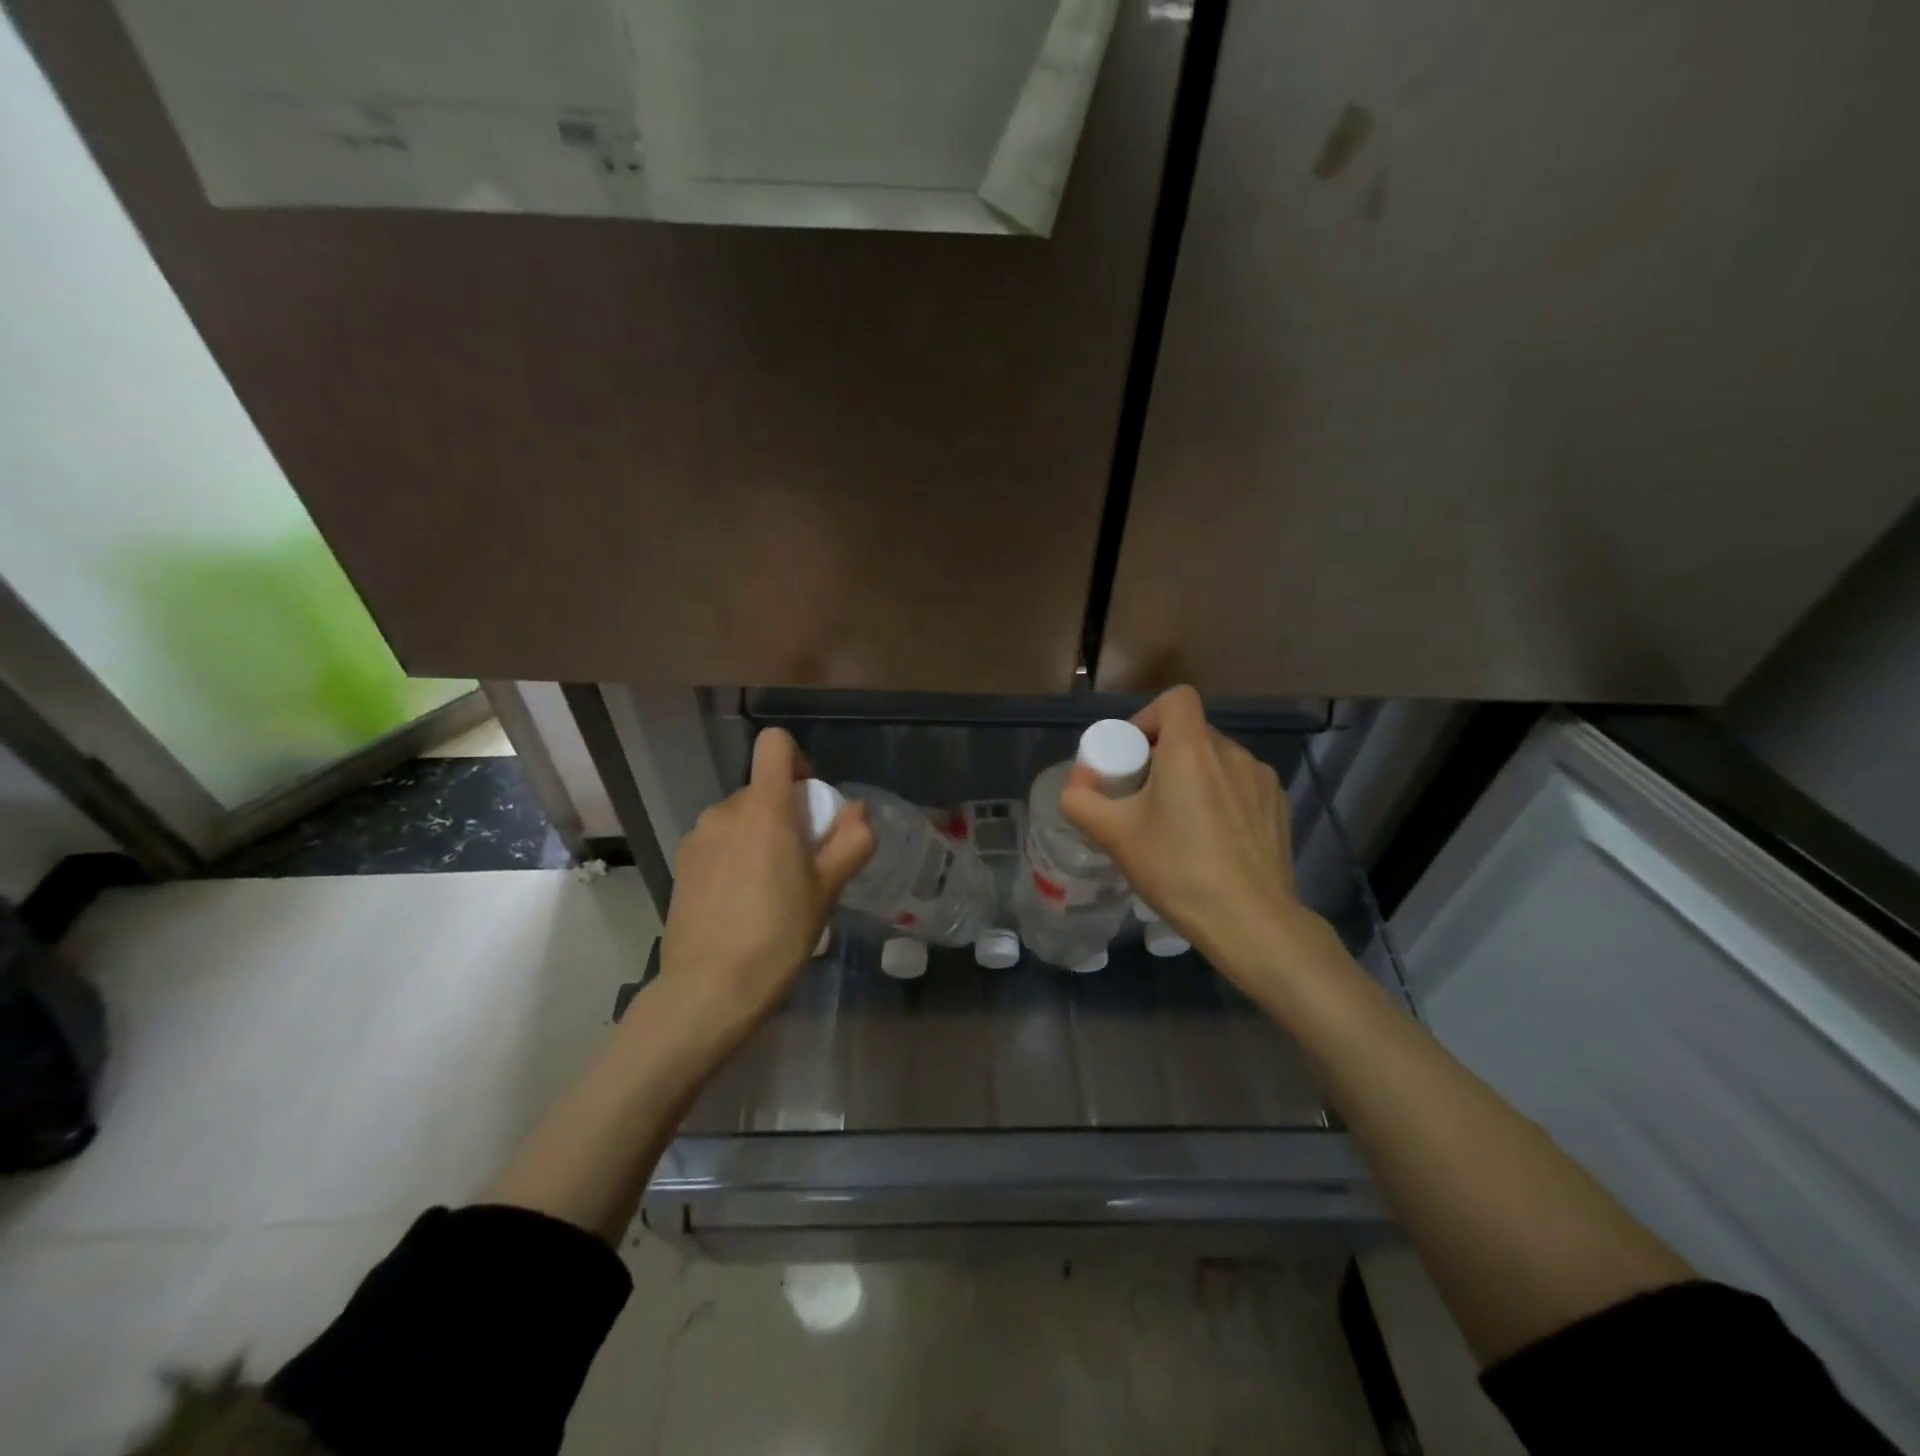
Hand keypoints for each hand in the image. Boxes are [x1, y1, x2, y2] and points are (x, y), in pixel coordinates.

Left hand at [655, 727, 873, 1047]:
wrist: (709, 989)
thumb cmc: (779, 933)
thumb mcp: (828, 890)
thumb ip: (851, 841)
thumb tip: (857, 811)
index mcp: (765, 808)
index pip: (775, 744)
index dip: (798, 761)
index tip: (811, 802)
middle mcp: (725, 811)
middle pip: (762, 789)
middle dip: (785, 813)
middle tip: (802, 864)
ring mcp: (698, 837)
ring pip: (739, 819)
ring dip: (758, 837)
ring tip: (770, 889)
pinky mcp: (681, 865)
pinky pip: (718, 843)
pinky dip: (735, 857)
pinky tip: (740, 903)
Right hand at [1060, 686, 1332, 988]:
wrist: (1250, 922)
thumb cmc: (1177, 869)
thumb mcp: (1114, 836)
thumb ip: (1080, 801)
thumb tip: (1076, 784)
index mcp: (1192, 749)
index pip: (1176, 699)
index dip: (1149, 717)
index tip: (1134, 755)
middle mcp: (1232, 752)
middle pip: (1192, 732)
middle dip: (1165, 755)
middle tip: (1146, 798)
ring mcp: (1261, 779)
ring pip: (1217, 761)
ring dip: (1195, 778)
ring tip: (1181, 824)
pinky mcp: (1279, 806)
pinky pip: (1241, 785)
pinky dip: (1223, 798)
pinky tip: (1214, 841)